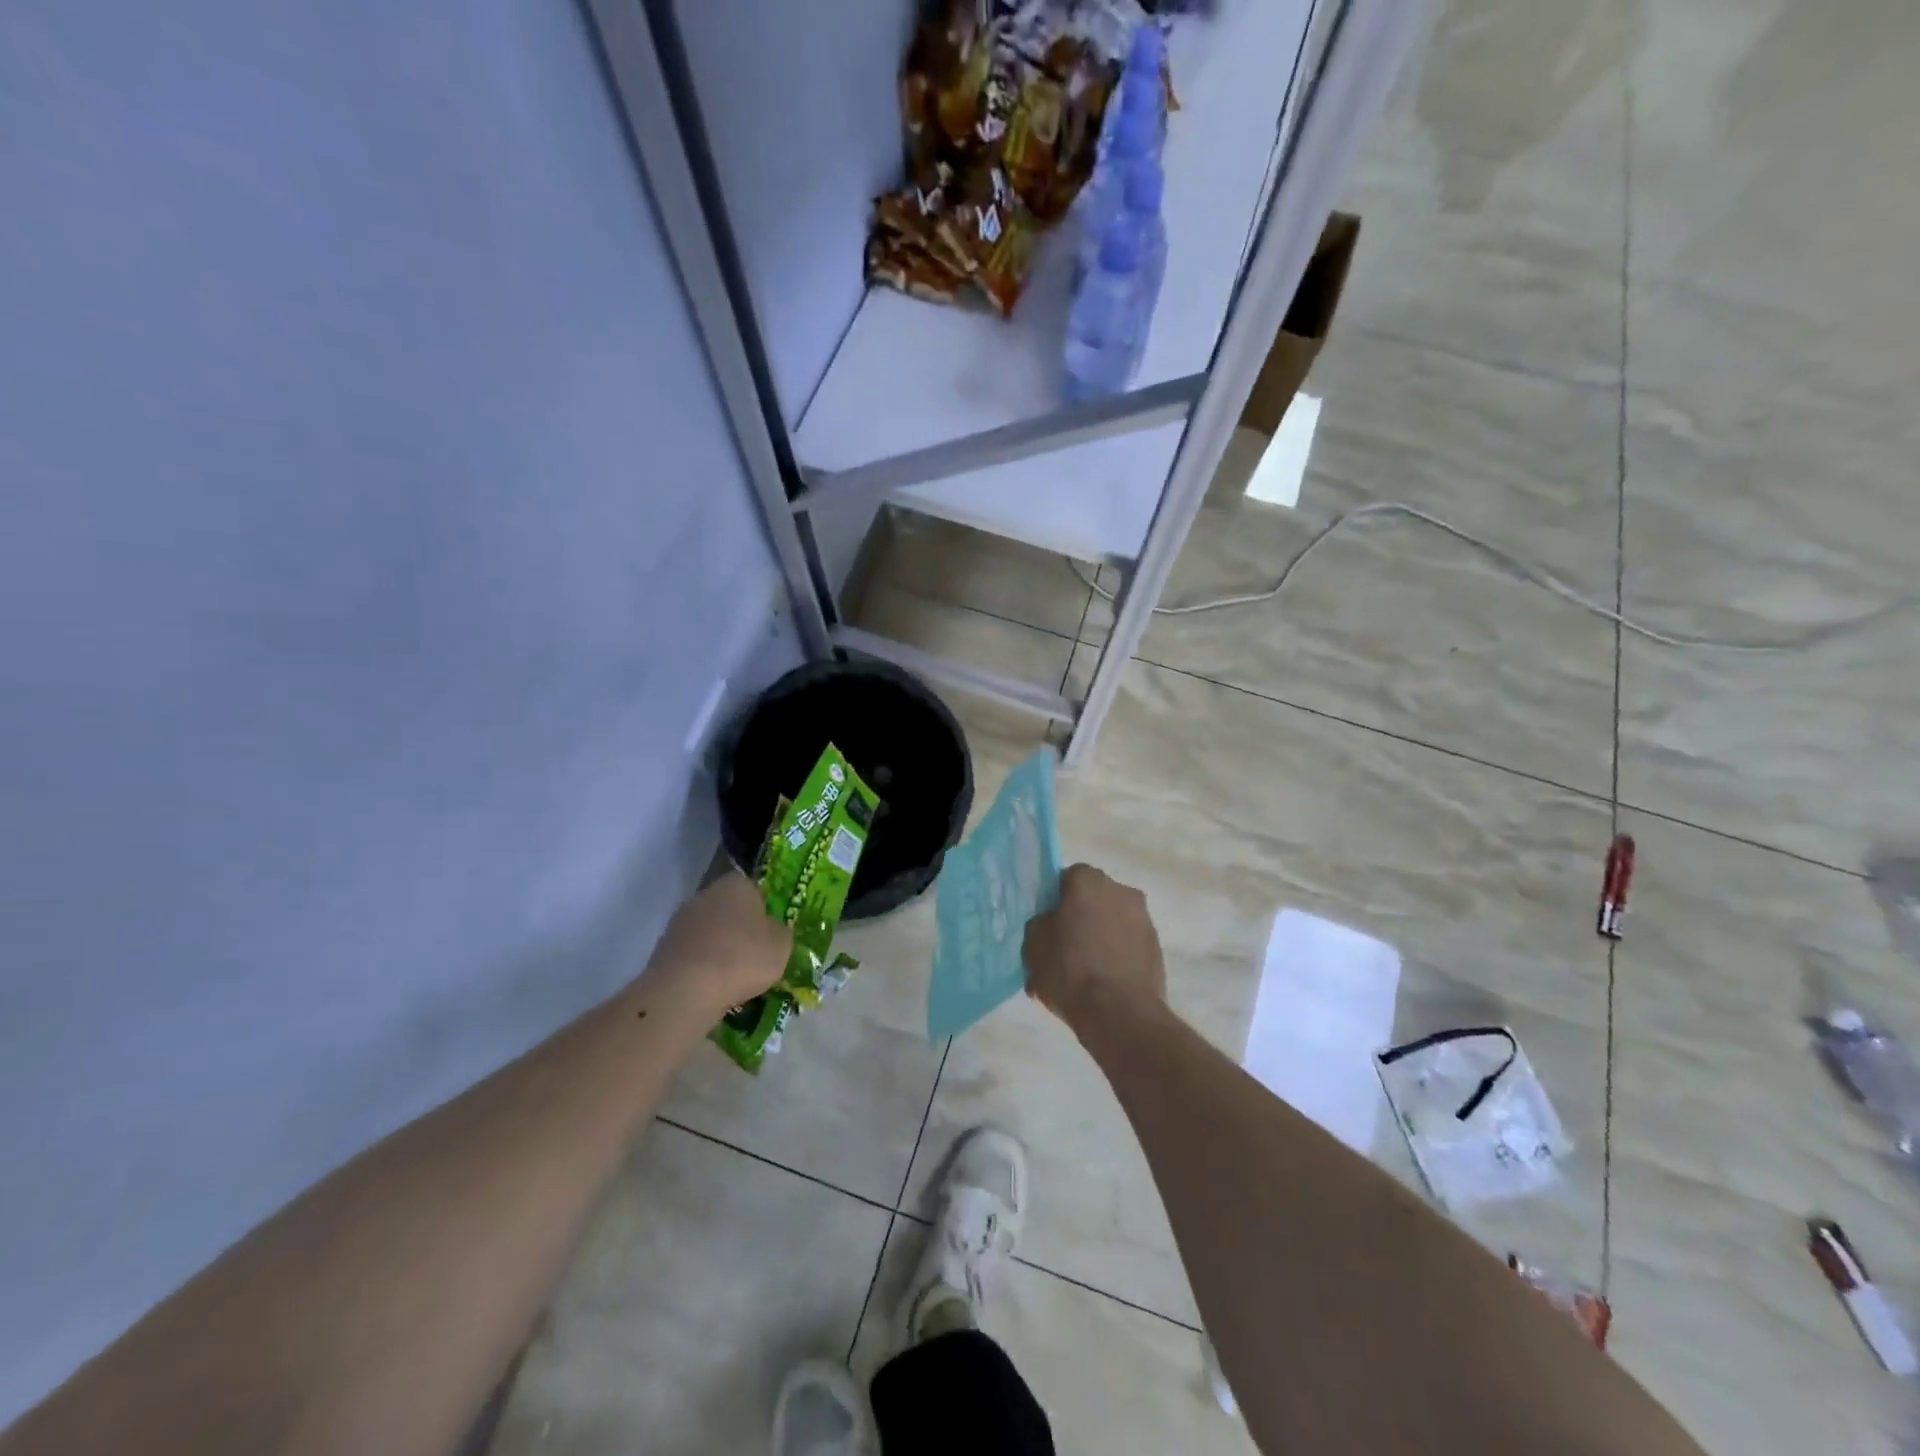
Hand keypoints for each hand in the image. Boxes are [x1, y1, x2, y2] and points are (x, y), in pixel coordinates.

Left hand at [644, 871, 790, 1017]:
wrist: (686, 990)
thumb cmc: (742, 958)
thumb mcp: (782, 945)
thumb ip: (781, 932)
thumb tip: (773, 931)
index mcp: (736, 884)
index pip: (755, 889)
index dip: (765, 911)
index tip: (772, 934)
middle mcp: (706, 894)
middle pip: (730, 910)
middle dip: (741, 930)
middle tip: (756, 956)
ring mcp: (681, 921)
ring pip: (710, 933)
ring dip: (720, 949)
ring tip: (735, 978)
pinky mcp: (664, 948)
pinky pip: (693, 954)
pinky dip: (703, 967)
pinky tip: (713, 987)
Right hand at [1024, 864, 1165, 1030]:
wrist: (1120, 1014)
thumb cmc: (1070, 970)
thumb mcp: (1034, 945)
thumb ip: (1040, 923)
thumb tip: (1050, 923)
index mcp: (1089, 880)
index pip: (1066, 879)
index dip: (1054, 901)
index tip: (1047, 925)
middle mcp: (1122, 890)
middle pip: (1092, 900)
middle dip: (1079, 919)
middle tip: (1061, 949)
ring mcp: (1144, 920)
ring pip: (1111, 924)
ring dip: (1098, 939)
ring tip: (1081, 974)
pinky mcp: (1157, 949)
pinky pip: (1127, 946)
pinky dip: (1115, 957)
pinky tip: (1101, 984)